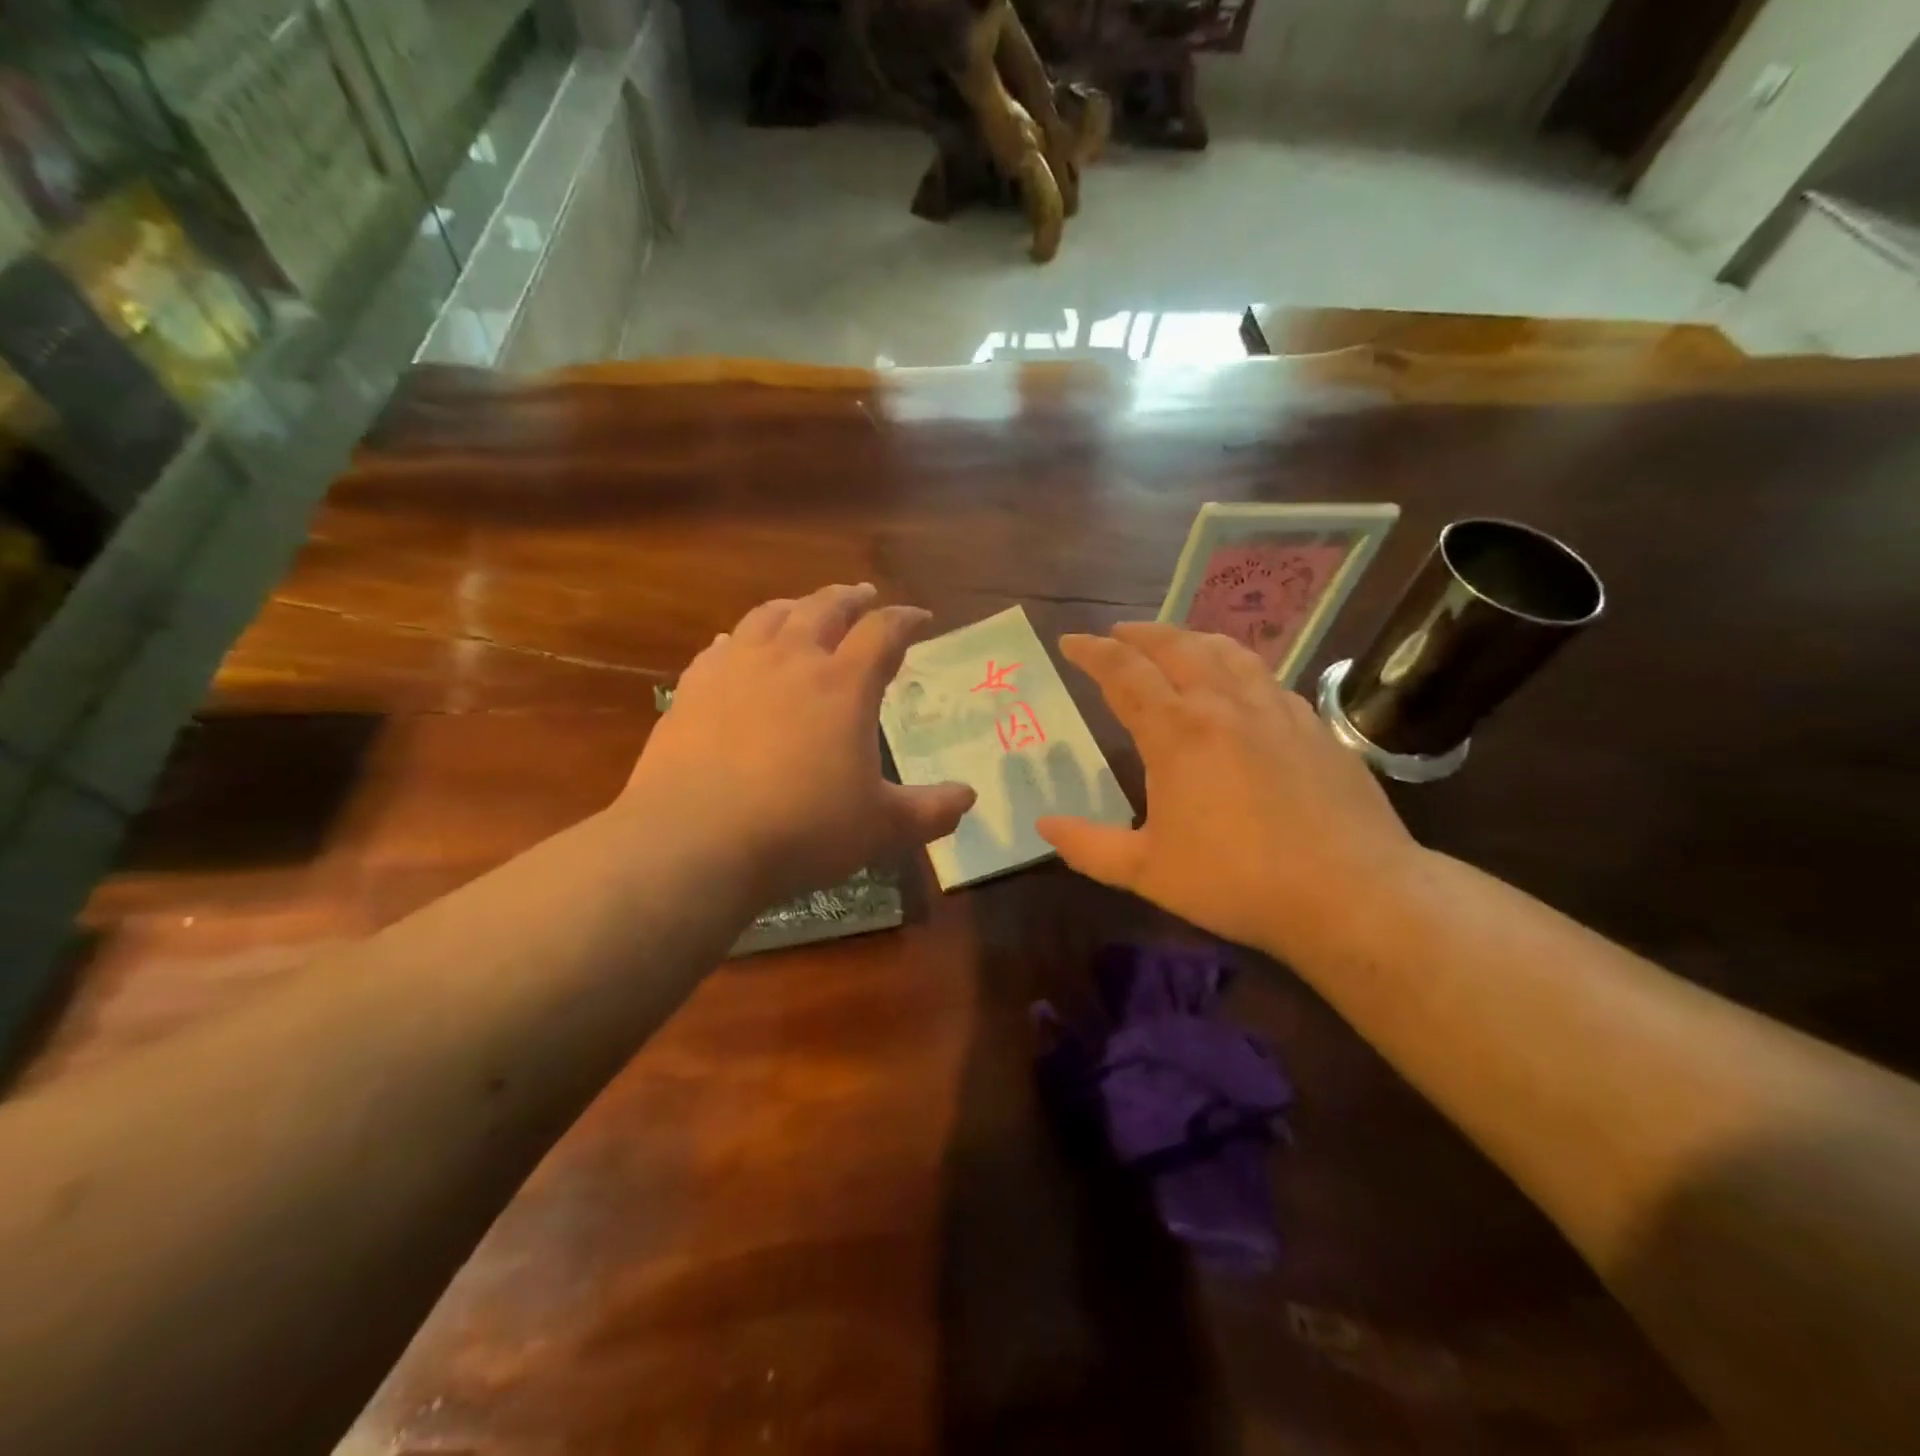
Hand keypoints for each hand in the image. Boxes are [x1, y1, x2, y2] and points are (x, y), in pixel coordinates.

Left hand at [619, 585, 975, 904]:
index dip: (906, 619)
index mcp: (843, 685)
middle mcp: (791, 661)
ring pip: (770, 616)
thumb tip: (969, 798)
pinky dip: (741, 639)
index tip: (921, 618)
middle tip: (864, 595)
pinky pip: (722, 647)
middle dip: (851, 598)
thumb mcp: (880, 828)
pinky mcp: (694, 688)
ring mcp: (737, 669)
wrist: (695, 841)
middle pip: (825, 608)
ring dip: (796, 606)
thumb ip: (930, 811)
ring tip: (805, 608)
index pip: (884, 632)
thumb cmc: (801, 831)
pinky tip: (737, 646)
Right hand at [1036, 622, 1420, 960]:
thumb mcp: (1147, 872)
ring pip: (1226, 651)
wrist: (1350, 892)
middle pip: (1176, 646)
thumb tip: (1045, 824)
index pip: (1125, 673)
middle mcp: (1224, 705)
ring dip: (1189, 637)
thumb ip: (1089, 846)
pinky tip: (1238, 683)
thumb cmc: (1236, 881)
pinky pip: (1264, 676)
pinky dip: (1235, 663)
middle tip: (1116, 634)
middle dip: (1139, 634)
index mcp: (1177, 732)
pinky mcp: (1313, 725)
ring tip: (1173, 642)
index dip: (1093, 652)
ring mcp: (1275, 710)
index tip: (1070, 641)